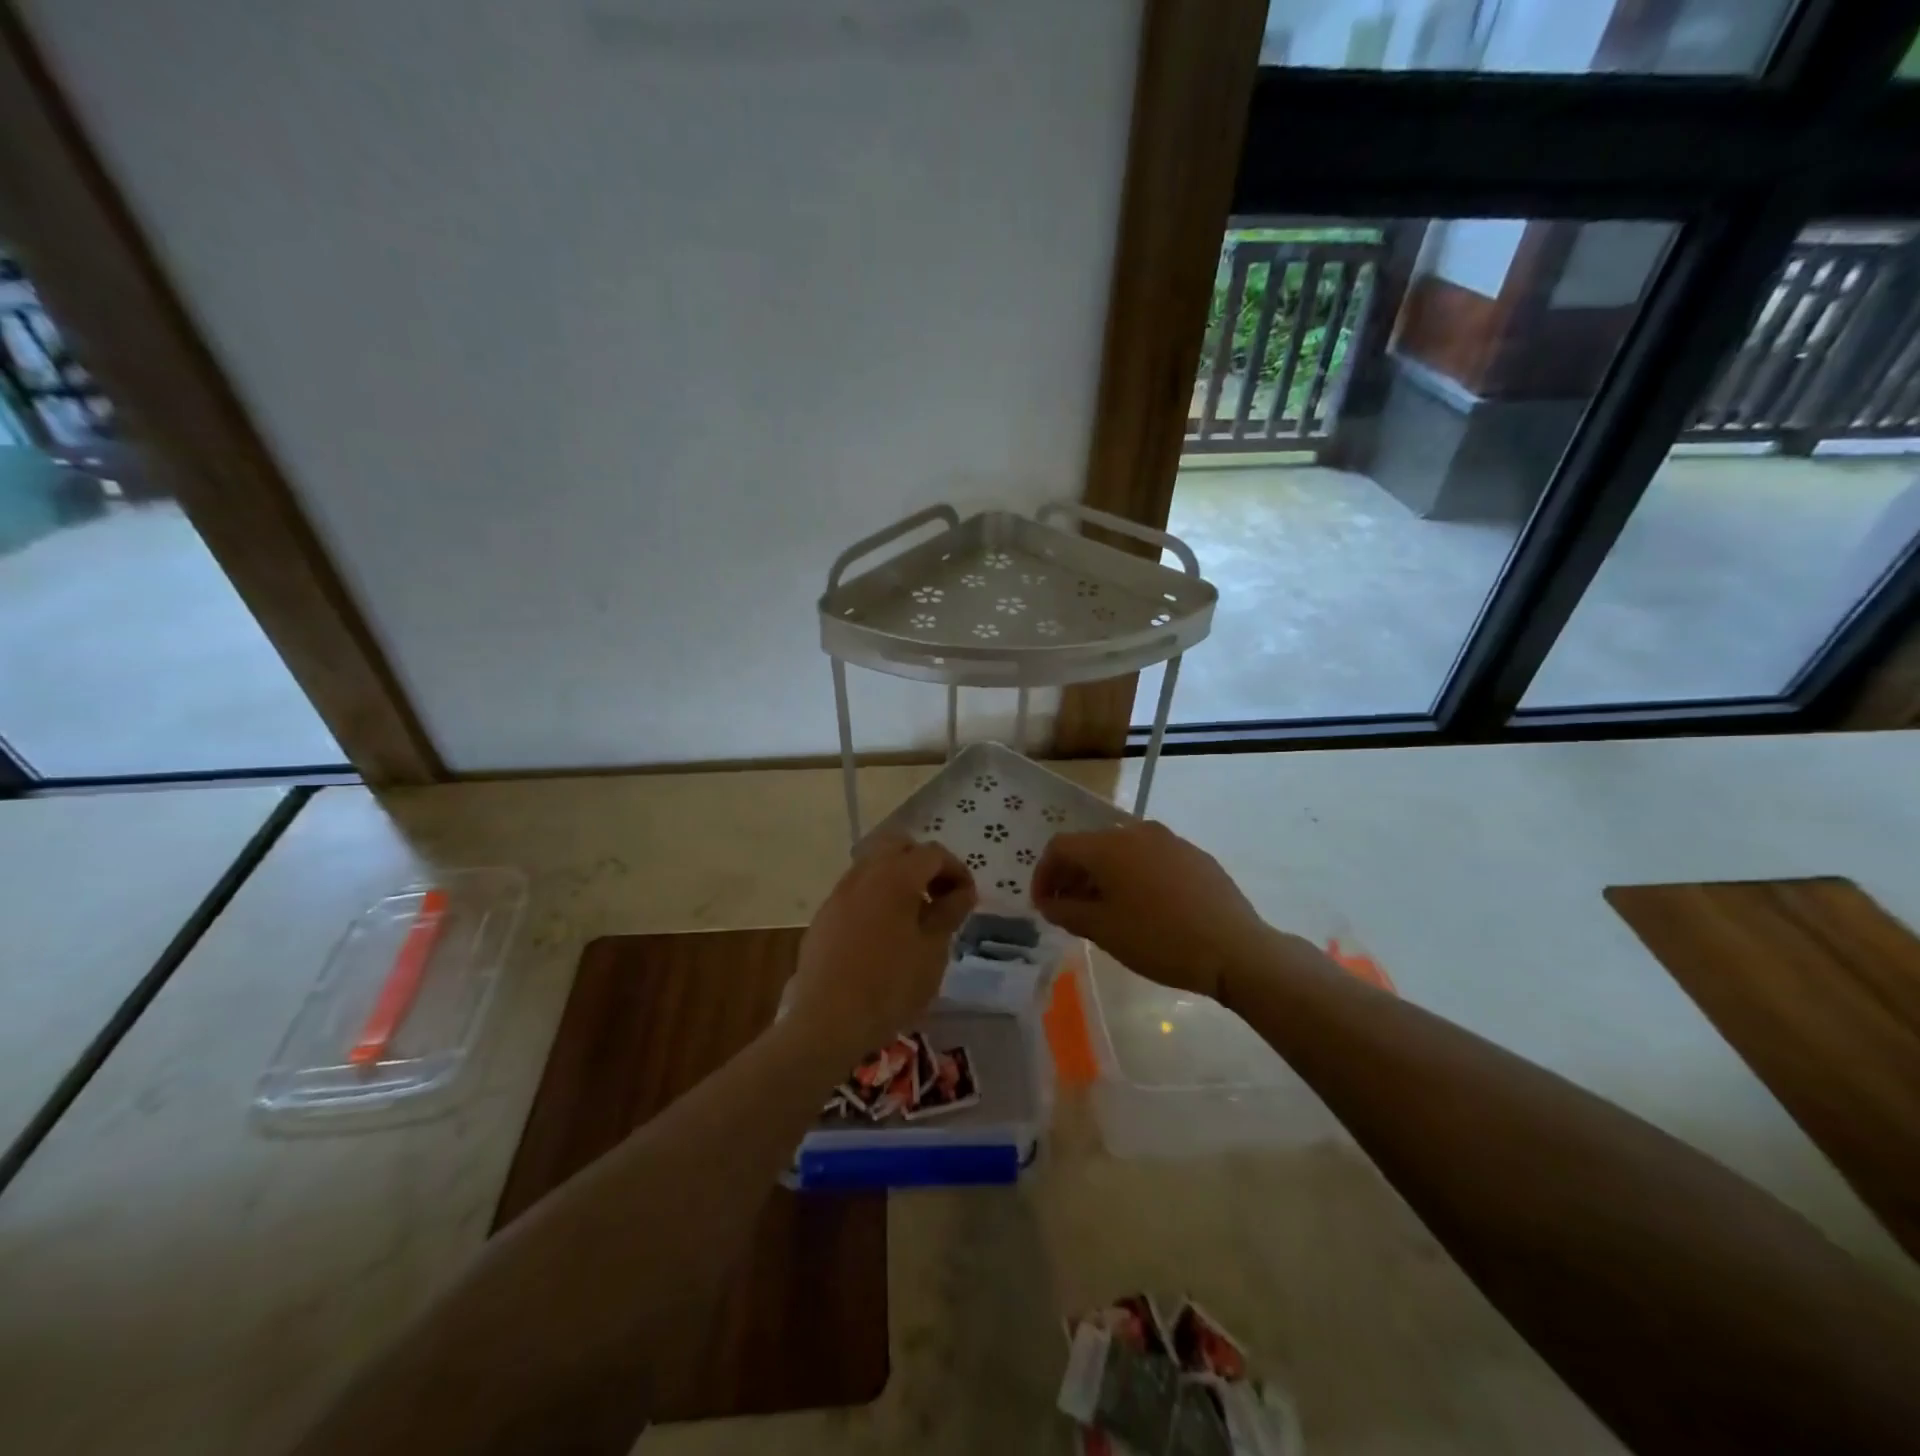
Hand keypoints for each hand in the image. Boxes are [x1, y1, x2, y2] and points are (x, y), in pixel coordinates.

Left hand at [787, 836, 976, 1060]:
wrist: (826, 1021)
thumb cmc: (890, 986)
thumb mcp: (933, 951)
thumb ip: (949, 912)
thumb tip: (961, 891)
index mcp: (895, 875)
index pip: (933, 853)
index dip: (957, 870)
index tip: (967, 898)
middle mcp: (864, 873)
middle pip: (898, 846)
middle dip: (923, 863)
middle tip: (939, 895)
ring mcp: (839, 893)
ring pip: (873, 865)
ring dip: (898, 878)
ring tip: (914, 915)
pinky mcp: (825, 915)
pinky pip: (857, 890)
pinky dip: (877, 896)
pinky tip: (884, 932)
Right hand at [1031, 821, 1274, 1000]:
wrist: (1235, 949)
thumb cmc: (1159, 939)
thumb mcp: (1104, 930)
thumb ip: (1067, 912)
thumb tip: (1049, 903)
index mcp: (1109, 845)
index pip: (1060, 847)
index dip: (1044, 875)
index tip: (1043, 906)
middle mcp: (1137, 832)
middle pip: (1091, 846)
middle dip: (1072, 877)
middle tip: (1068, 911)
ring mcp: (1170, 841)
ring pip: (1122, 852)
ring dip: (1103, 877)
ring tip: (1103, 912)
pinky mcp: (1194, 855)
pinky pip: (1150, 859)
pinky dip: (1133, 877)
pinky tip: (1143, 908)